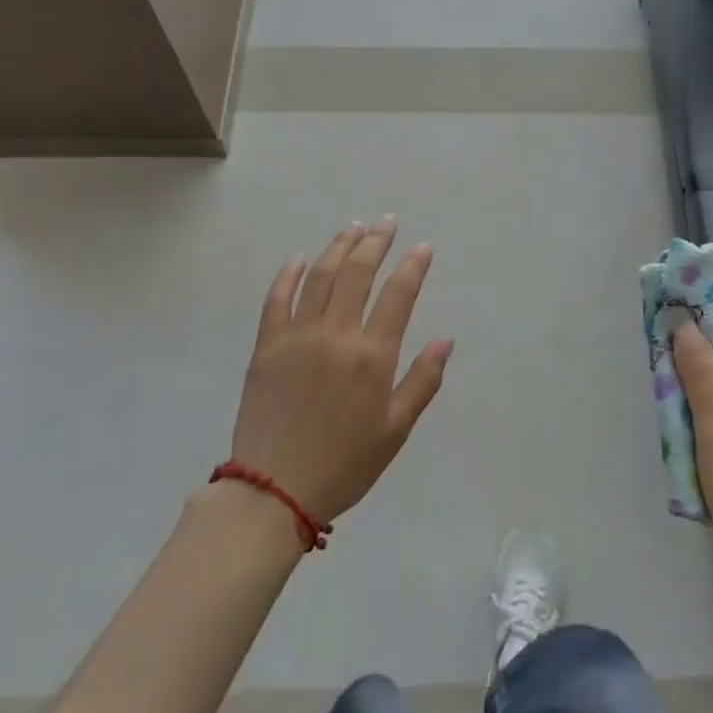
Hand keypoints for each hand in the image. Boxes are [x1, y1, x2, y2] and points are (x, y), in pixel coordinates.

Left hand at [229, 217, 453, 527]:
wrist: (274, 489)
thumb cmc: (345, 463)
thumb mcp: (396, 430)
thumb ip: (423, 381)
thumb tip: (446, 340)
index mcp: (372, 356)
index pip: (398, 295)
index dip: (413, 266)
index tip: (422, 247)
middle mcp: (335, 335)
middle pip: (357, 273)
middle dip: (375, 243)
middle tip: (386, 222)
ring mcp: (296, 337)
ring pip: (319, 277)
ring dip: (338, 247)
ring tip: (353, 228)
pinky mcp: (266, 346)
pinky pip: (276, 299)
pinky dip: (288, 275)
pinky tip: (299, 259)